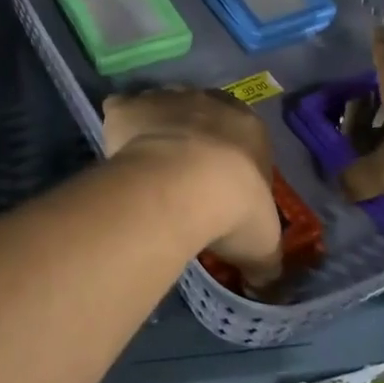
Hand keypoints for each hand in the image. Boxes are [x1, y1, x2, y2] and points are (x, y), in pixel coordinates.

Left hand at [102, 88, 281, 287]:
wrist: (181, 186)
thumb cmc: (234, 208)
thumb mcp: (263, 244)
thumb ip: (265, 262)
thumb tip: (262, 283)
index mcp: (248, 127)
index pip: (244, 135)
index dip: (233, 160)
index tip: (223, 188)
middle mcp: (208, 102)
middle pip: (202, 114)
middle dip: (195, 138)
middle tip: (184, 178)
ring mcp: (165, 99)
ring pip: (161, 107)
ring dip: (157, 130)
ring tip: (149, 169)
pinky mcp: (128, 107)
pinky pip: (122, 111)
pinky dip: (119, 128)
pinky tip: (118, 155)